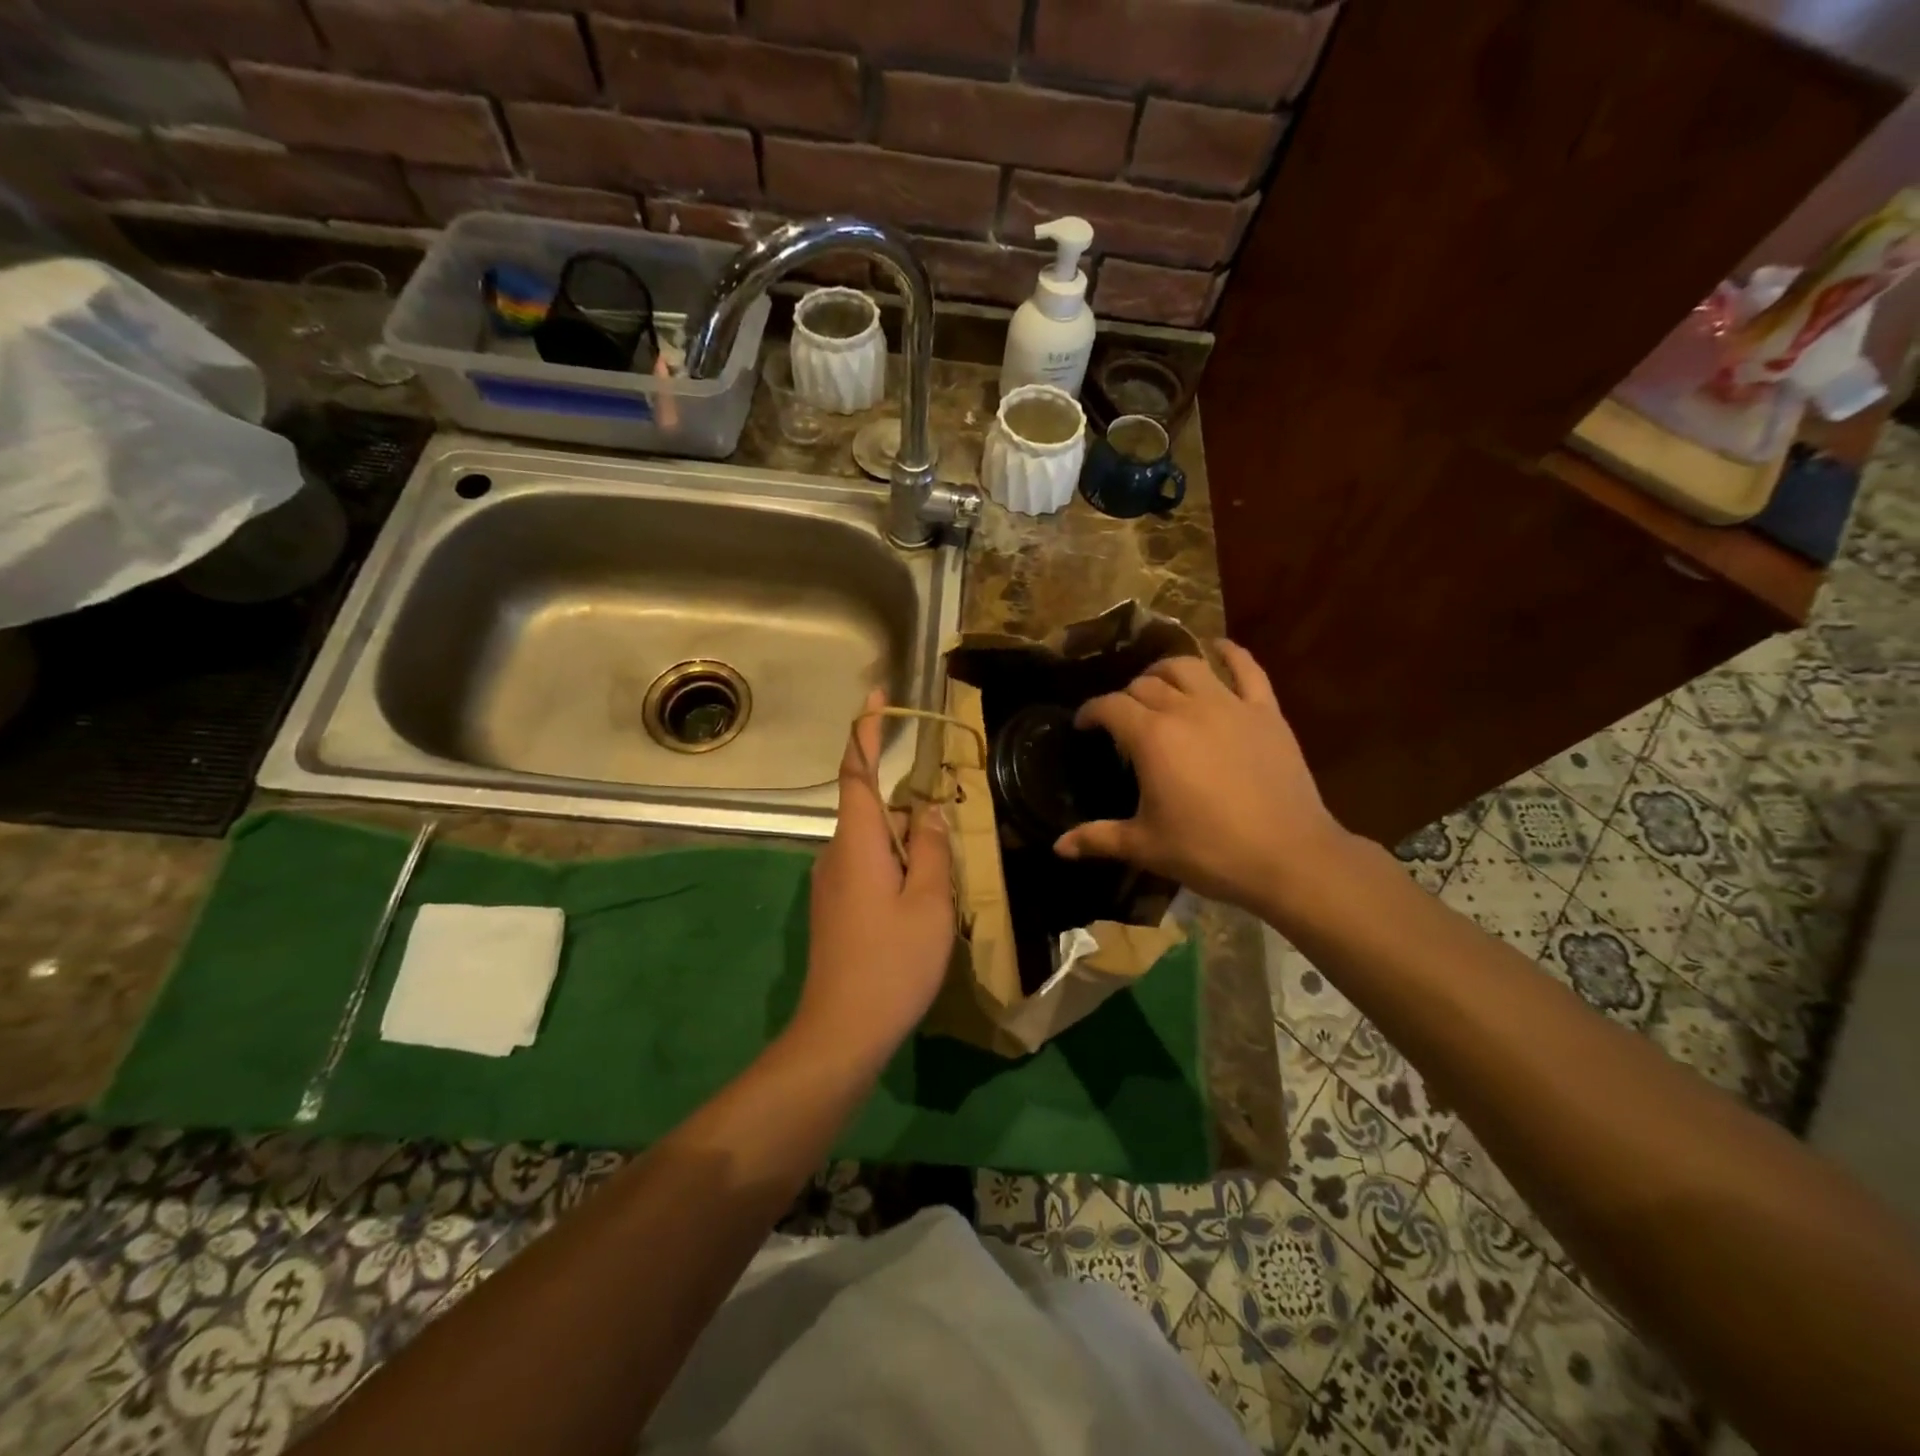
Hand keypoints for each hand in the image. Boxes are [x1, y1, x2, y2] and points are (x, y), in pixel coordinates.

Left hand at [793, 689, 954, 1065]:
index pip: (857, 772)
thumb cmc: (892, 961)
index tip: (878, 697)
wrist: (842, 1030)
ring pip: (875, 843)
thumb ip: (931, 848)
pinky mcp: (834, 909)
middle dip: (911, 812)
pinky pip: (868, 868)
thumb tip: (928, 809)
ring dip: (907, 846)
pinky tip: (920, 904)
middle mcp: (836, 854)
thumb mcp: (928, 901)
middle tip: (949, 835)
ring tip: (941, 881)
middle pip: (874, 810)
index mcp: (857, 841)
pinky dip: (896, 868)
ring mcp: (831, 883)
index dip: (866, 731)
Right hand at [1054, 642, 1354, 919]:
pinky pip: (1247, 668)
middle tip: (1122, 718)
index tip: (1084, 725)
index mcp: (1152, 737)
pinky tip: (1218, 647)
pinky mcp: (1265, 711)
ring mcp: (1230, 705)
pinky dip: (1230, 653)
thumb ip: (1098, 838)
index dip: (1091, 712)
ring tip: (1158, 686)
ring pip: (1187, 667)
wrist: (1287, 857)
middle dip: (1125, 696)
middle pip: (1145, 685)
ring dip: (1165, 671)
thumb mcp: (1145, 846)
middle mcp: (1186, 709)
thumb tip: (1059, 847)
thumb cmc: (1208, 852)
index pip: (1110, 707)